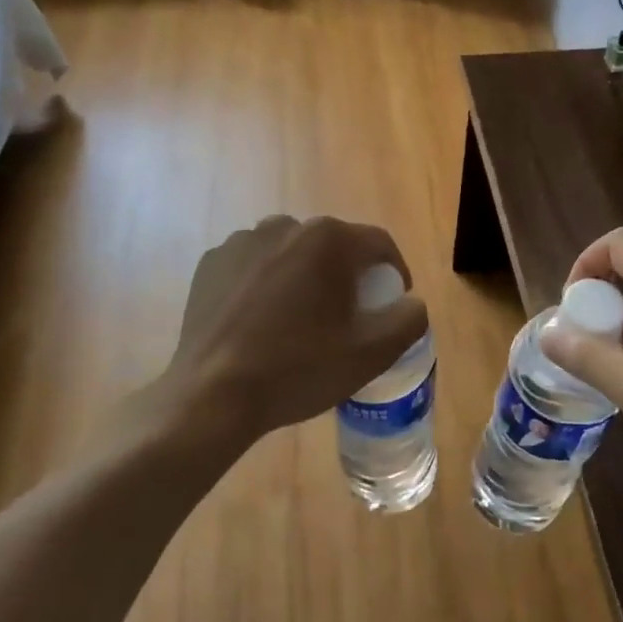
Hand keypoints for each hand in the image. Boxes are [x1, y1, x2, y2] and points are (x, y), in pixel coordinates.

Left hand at [157, 215, 428, 449]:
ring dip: (304, 277)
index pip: (379, 244)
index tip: (391, 305)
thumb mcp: (371, 353)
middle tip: (347, 318)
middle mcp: (285, 226)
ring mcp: (242, 241)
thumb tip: (411, 302)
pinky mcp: (212, 262)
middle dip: (347, 276)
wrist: (213, 395)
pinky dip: (266, 284)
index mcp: (328, 239)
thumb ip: (408, 319)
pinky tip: (261, 321)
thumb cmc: (299, 369)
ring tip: (300, 320)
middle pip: (333, 246)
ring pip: (292, 254)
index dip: (394, 273)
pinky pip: (254, 265)